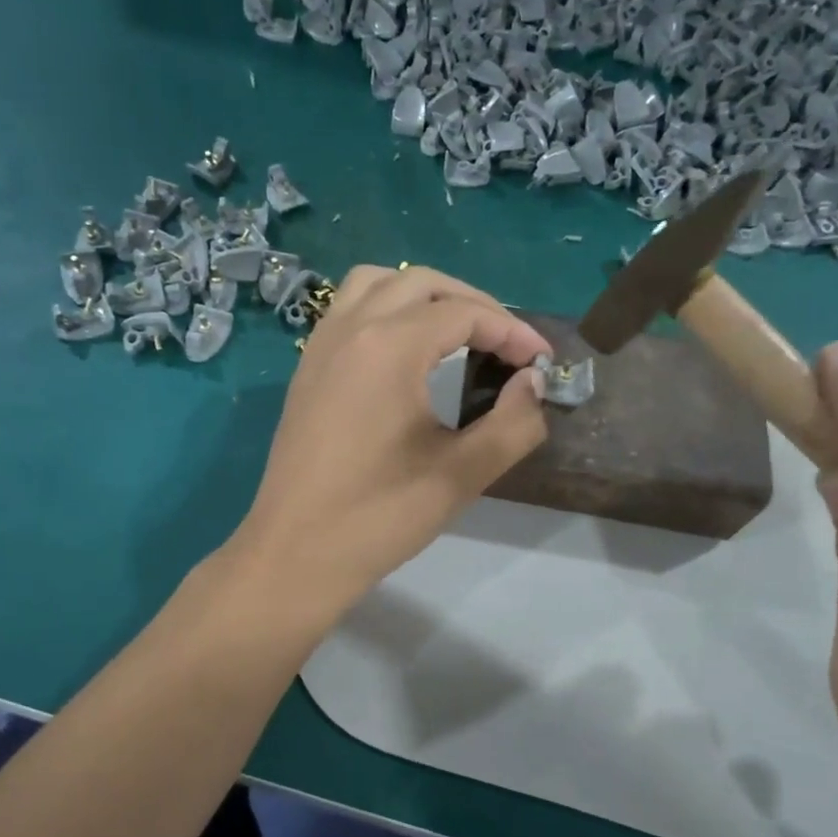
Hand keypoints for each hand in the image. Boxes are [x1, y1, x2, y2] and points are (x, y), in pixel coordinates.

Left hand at [232, 266, 550, 617]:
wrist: (295, 554)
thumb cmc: (379, 517)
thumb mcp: (461, 475)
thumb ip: (513, 424)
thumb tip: (533, 384)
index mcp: (389, 347)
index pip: (464, 313)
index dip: (512, 331)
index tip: (542, 362)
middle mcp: (350, 329)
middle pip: (421, 282)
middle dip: (473, 303)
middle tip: (506, 344)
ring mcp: (320, 346)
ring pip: (376, 284)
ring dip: (423, 296)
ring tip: (456, 334)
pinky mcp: (306, 369)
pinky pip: (348, 310)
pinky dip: (385, 309)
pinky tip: (405, 353)